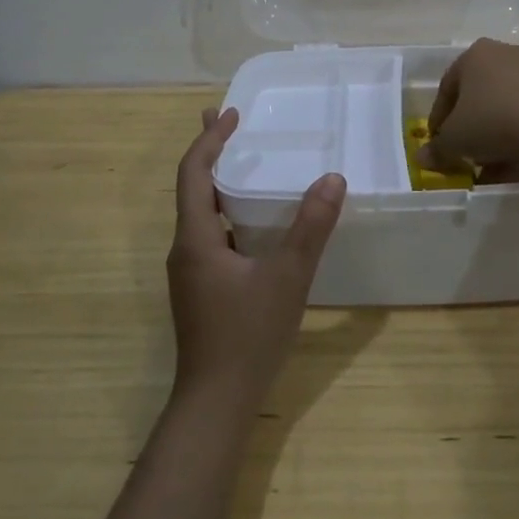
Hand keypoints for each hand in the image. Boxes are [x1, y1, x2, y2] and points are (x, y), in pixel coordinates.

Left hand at [169, 108, 346, 407]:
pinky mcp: (201, 290)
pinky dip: (228, 212)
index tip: (231, 114)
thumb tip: (332, 179)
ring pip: (201, 213)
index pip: (193, 173)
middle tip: (229, 122)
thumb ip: (310, 228)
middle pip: (193, 188)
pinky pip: (211, 235)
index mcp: (196, 238)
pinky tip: (252, 222)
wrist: (215, 404)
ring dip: (219, 182)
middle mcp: (185, 249)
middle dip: (211, 152)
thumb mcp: (287, 278)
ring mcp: (191, 272)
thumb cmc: (247, 337)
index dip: (210, 140)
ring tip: (241, 162)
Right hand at [421, 38, 518, 183]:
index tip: (438, 144)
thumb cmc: (492, 120)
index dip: (439, 120)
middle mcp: (503, 55)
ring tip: (490, 172)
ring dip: (494, 142)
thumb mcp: (455, 139)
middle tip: (465, 157)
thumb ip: (437, 149)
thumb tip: (422, 158)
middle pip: (478, 99)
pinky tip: (513, 169)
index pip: (447, 89)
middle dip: (470, 132)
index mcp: (473, 56)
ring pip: (505, 111)